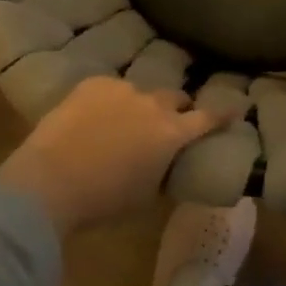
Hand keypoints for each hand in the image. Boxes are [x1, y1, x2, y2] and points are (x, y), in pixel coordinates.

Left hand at [0, 76, 224, 234]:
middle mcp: (153, 105)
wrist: (49, 182)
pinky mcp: (92, 84)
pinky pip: (110, 89)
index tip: (236, 108)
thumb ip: (163, 171)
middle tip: (165, 125)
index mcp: (172, 134)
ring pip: (140, 93)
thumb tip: (164, 163)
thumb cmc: (103, 201)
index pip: (209, 118)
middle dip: (176, 109)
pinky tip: (92, 119)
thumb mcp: (145, 195)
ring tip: (119, 124)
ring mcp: (122, 90)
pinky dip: (108, 102)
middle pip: (175, 98)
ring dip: (138, 107)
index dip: (223, 114)